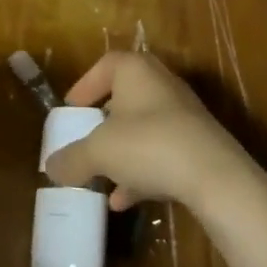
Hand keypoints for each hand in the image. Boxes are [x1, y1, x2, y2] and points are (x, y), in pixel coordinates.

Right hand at [45, 50, 266, 266]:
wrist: (216, 176)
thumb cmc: (149, 145)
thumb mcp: (99, 152)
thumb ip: (72, 158)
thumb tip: (50, 167)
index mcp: (135, 69)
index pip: (104, 65)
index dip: (84, 86)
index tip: (70, 110)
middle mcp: (160, 83)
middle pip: (124, 96)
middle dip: (103, 121)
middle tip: (86, 140)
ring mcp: (182, 114)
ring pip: (142, 127)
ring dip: (121, 151)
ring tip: (100, 177)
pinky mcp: (197, 144)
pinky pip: (160, 151)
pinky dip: (141, 170)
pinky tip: (124, 200)